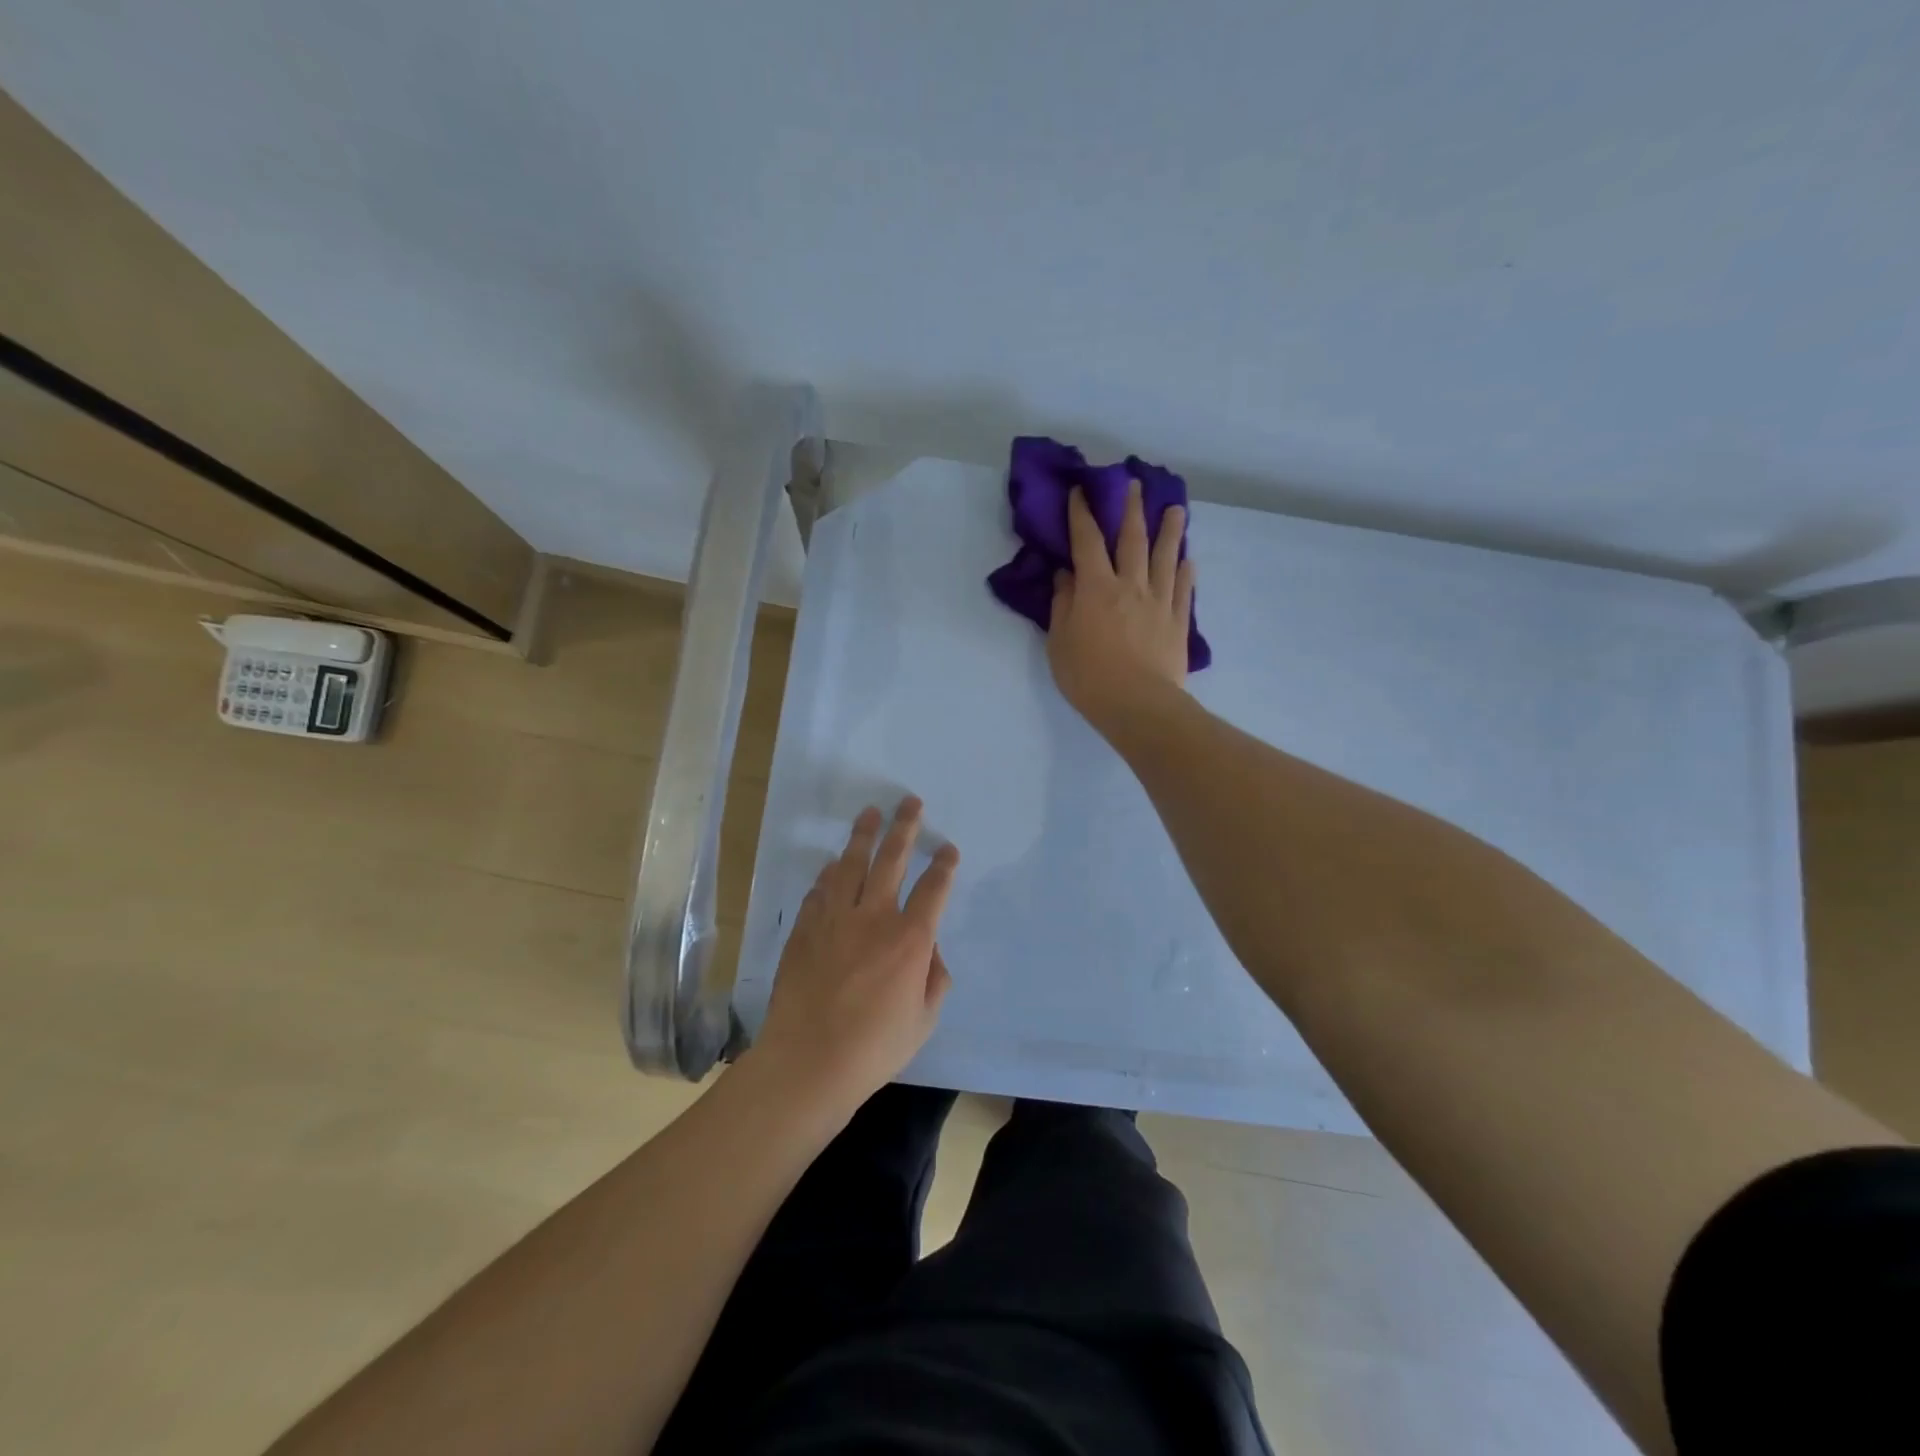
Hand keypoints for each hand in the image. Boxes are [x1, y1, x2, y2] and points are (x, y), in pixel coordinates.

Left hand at [752, 797, 959, 1119]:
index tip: (948, 848)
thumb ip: (935, 980)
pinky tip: (833, 864)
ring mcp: (835, 919)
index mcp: (910, 940)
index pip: (933, 889)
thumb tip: (931, 952)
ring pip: (851, 864)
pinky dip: (829, 874)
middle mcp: (874, 918)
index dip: (943, 865)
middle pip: (892, 860)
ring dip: (863, 836)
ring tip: (870, 814)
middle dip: (904, 827)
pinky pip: (820, 890)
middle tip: (910, 802)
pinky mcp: (805, 929)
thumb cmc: (874, 1047)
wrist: (808, 1061)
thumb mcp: (923, 1021)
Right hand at [1047, 479, 1194, 733]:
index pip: (1087, 541)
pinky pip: (1183, 588)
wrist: (1138, 704)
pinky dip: (1185, 571)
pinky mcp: (1177, 622)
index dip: (1082, 514)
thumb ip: (1063, 604)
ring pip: (1165, 557)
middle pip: (1132, 539)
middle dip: (1131, 509)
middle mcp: (1130, 585)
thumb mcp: (1060, 642)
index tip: (1081, 491)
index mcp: (1096, 587)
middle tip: (1134, 484)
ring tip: (1175, 508)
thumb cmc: (1089, 676)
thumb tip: (1066, 575)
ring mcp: (1159, 601)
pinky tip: (1187, 559)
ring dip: (1169, 530)